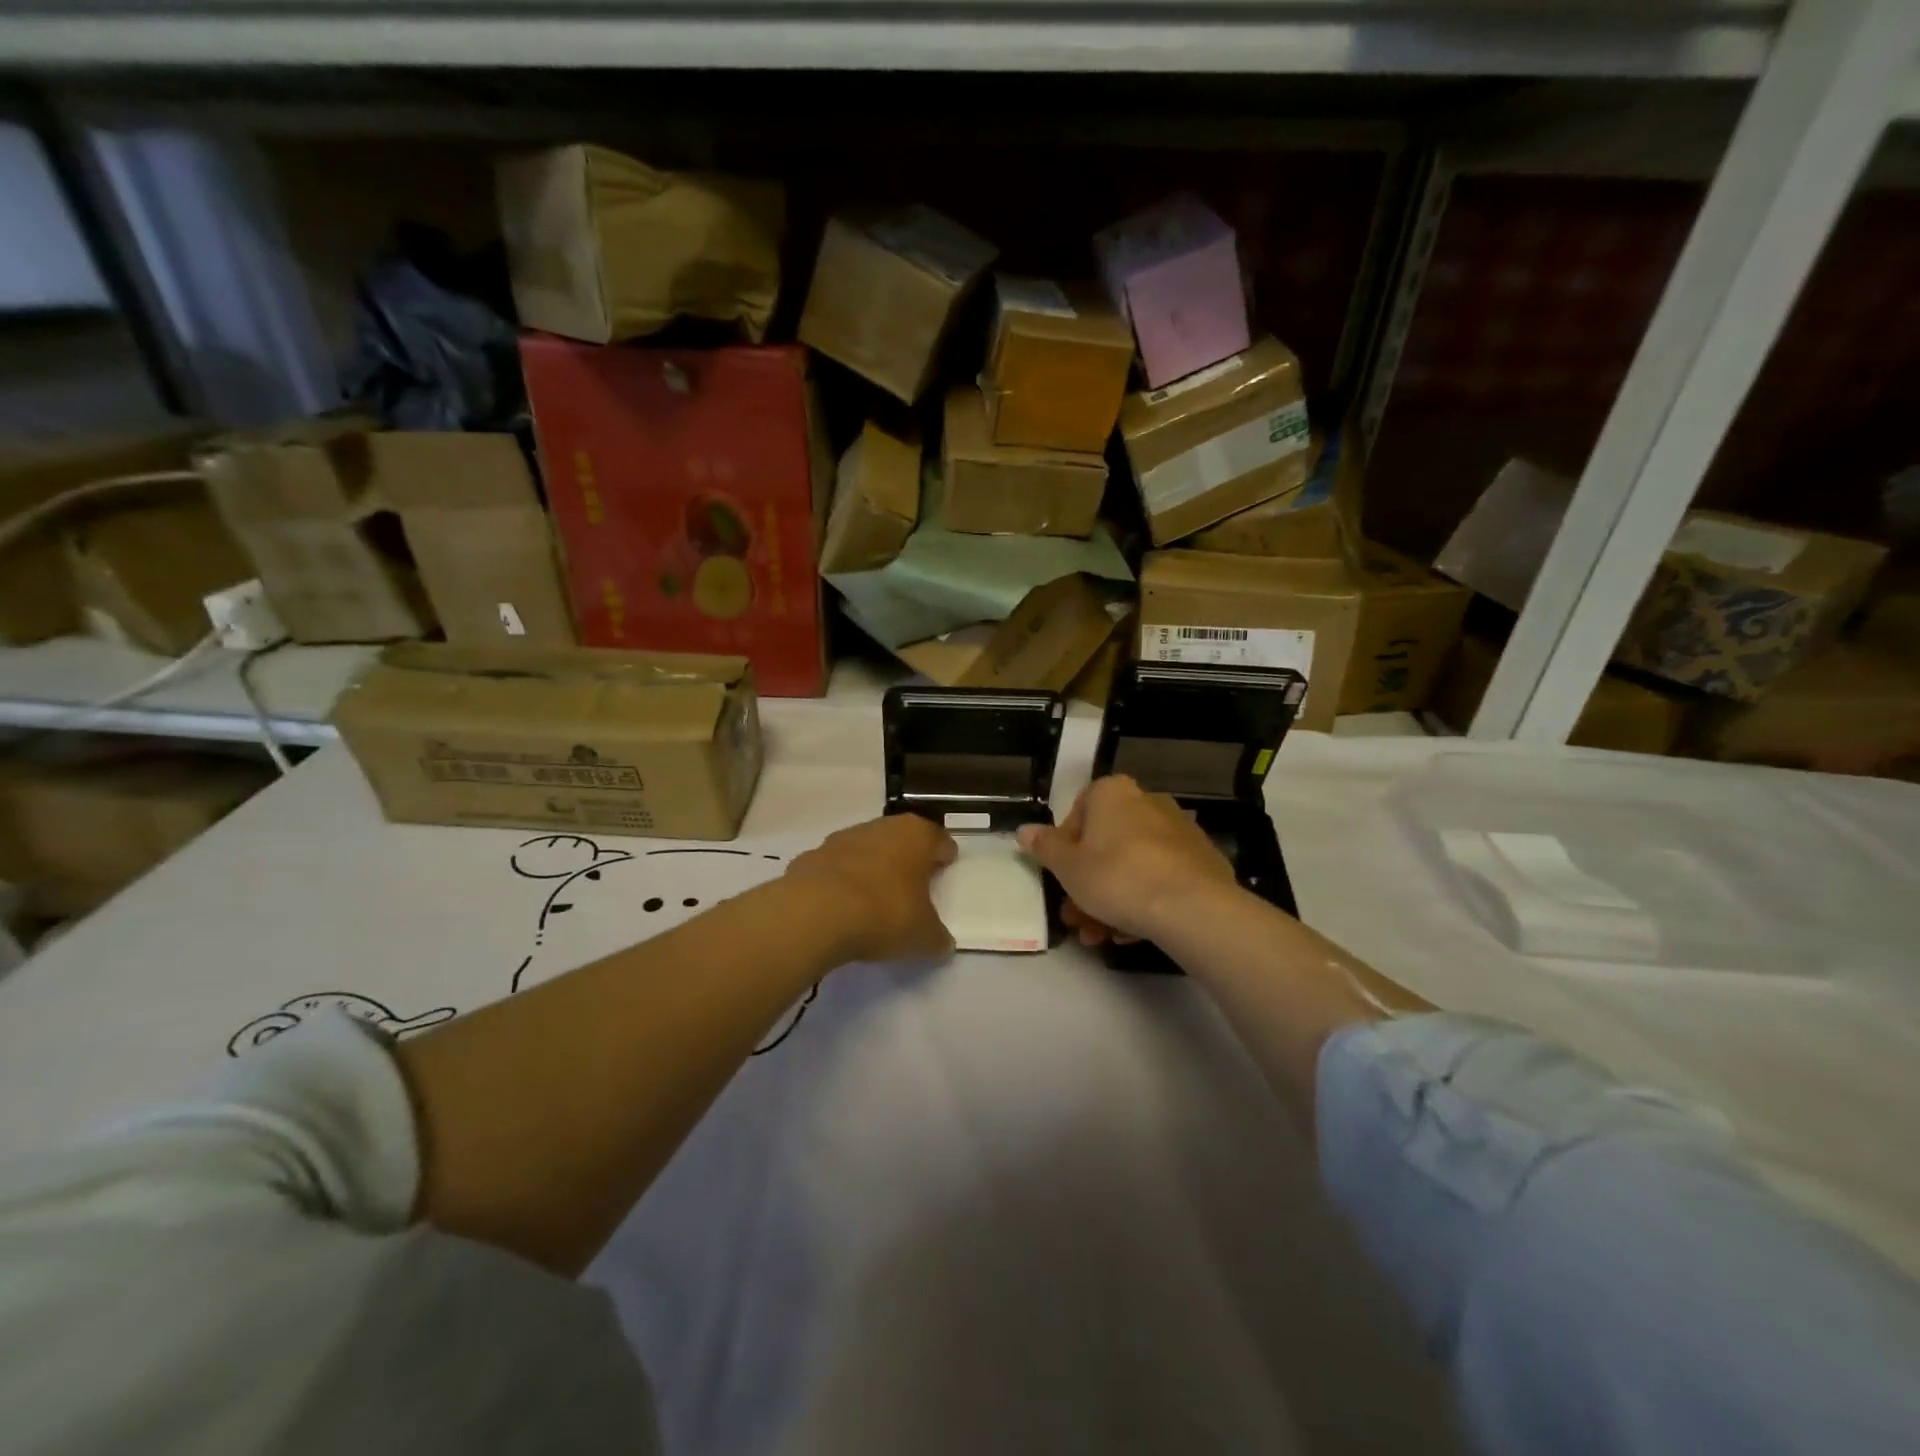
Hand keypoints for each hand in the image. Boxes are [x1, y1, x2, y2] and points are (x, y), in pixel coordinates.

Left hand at [784, 813, 957, 963]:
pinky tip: (840, 907)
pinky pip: (834, 868)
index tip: (945, 869)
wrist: (815, 913)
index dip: (943, 855)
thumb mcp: (923, 936)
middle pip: (900, 839)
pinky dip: (840, 882)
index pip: (938, 839)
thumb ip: (937, 938)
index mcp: (916, 835)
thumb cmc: (884, 913)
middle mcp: (880, 827)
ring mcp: (841, 839)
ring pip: (865, 850)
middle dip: (907, 859)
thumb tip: (942, 944)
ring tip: (874, 899)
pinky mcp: (810, 857)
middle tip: (913, 885)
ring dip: (871, 868)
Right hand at [1017, 775, 1237, 946]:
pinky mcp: (1202, 861)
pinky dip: (1143, 901)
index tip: (1062, 877)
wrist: (1191, 907)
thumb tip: (1024, 830)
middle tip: (1075, 917)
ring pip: (1133, 865)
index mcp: (1113, 793)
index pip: (1079, 812)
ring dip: (1111, 900)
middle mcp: (1148, 802)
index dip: (1065, 848)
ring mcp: (1179, 831)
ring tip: (1100, 937)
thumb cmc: (1117, 877)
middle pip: (1106, 844)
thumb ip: (1044, 847)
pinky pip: (1161, 878)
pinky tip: (1131, 934)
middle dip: (1087, 884)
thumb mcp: (1068, 867)